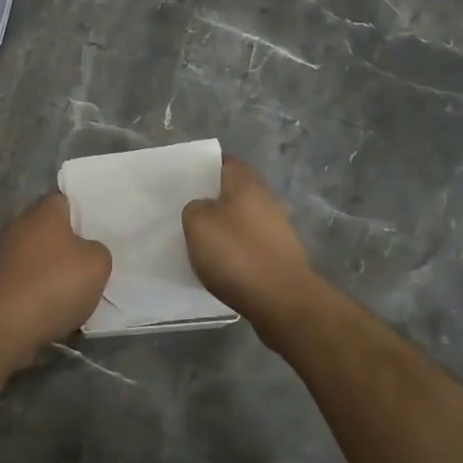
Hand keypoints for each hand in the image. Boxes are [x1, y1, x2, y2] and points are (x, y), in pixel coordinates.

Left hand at [0, 192, 111, 348]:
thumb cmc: (55, 283)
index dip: (83, 213)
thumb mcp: (98, 263)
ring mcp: (7, 253)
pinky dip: (42, 290)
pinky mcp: (0, 280)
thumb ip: (98, 250)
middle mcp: (21, 225)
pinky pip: (29, 279)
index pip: (65, 199)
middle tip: (92, 260)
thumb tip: (87, 252)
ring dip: (55, 269)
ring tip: (78, 289)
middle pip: (51, 228)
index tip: (98, 230)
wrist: (6, 323)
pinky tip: (57, 306)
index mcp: (44, 211)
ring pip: (40, 255)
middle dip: (70, 244)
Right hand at [182, 157, 316, 335]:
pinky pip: (248, 243)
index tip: (182, 180)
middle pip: (232, 191)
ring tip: (196, 240)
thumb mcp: (197, 222)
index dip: (202, 167)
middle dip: (210, 199)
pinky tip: (217, 263)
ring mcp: (275, 228)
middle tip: (183, 210)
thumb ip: (194, 207)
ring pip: (240, 218)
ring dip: (221, 227)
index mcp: (246, 182)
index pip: (223, 162)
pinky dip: (233, 250)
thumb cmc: (236, 253)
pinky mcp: (278, 255)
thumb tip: (202, 209)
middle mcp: (265, 199)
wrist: (280, 300)